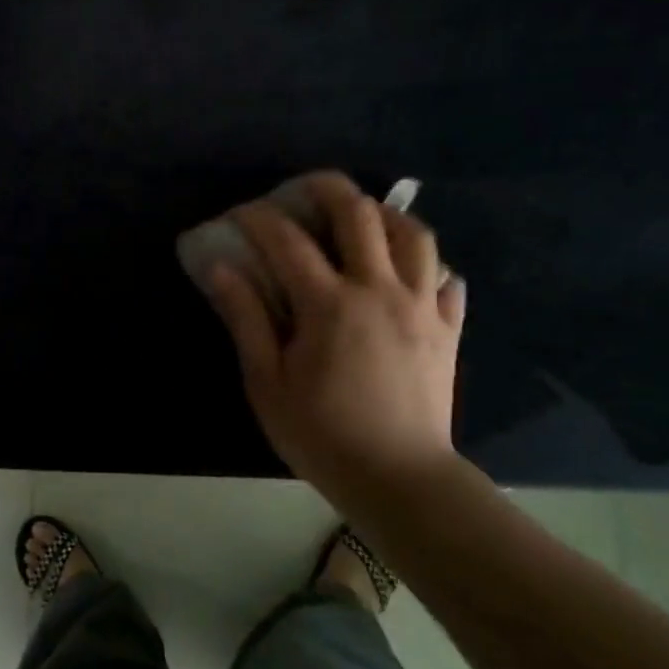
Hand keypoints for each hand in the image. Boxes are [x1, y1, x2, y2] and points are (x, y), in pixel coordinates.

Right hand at [200, 172, 464, 494]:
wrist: (400, 479)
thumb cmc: (321, 433)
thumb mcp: (266, 381)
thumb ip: (245, 318)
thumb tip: (221, 268)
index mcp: (329, 304)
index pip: (287, 240)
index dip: (258, 218)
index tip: (239, 215)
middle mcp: (379, 290)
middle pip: (359, 214)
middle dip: (327, 188)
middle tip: (305, 188)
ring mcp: (421, 307)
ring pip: (414, 235)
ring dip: (384, 215)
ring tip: (362, 219)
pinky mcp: (448, 330)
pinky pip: (447, 279)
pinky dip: (427, 265)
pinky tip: (408, 272)